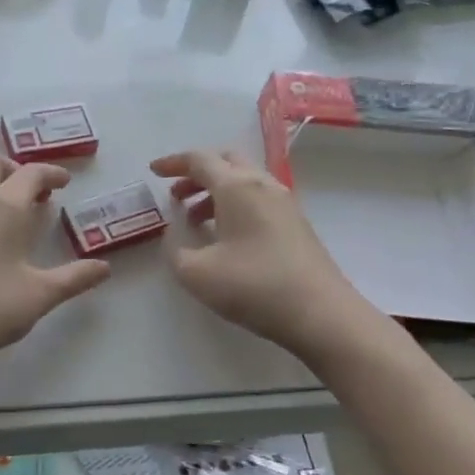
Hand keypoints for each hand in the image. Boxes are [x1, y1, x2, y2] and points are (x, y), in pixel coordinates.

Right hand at [151, 148, 384, 362]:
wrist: (320, 313)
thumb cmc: (253, 286)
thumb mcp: (196, 273)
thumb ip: (175, 249)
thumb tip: (175, 234)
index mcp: (237, 187)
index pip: (200, 160)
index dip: (173, 163)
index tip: (153, 171)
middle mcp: (263, 185)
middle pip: (226, 162)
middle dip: (196, 173)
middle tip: (176, 195)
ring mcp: (285, 203)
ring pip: (244, 181)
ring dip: (215, 192)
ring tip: (195, 220)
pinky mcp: (296, 224)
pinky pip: (258, 199)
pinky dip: (235, 205)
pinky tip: (225, 236)